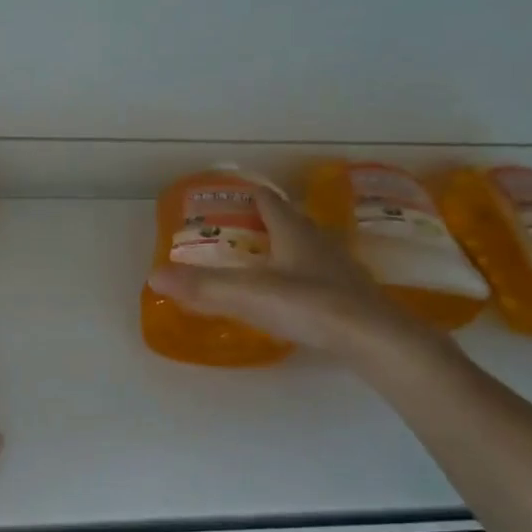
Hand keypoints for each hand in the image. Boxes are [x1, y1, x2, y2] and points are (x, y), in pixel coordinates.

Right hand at [147, 184, 429, 358]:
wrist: (375, 339)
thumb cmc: (311, 305)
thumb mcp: (248, 295)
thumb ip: (203, 286)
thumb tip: (155, 277)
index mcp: (294, 233)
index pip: (270, 202)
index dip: (252, 194)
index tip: (236, 192)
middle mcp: (319, 243)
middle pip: (292, 222)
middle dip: (269, 221)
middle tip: (244, 227)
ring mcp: (339, 270)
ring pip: (309, 249)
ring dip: (289, 248)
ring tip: (267, 258)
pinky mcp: (352, 297)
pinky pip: (321, 277)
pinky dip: (303, 277)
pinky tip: (295, 295)